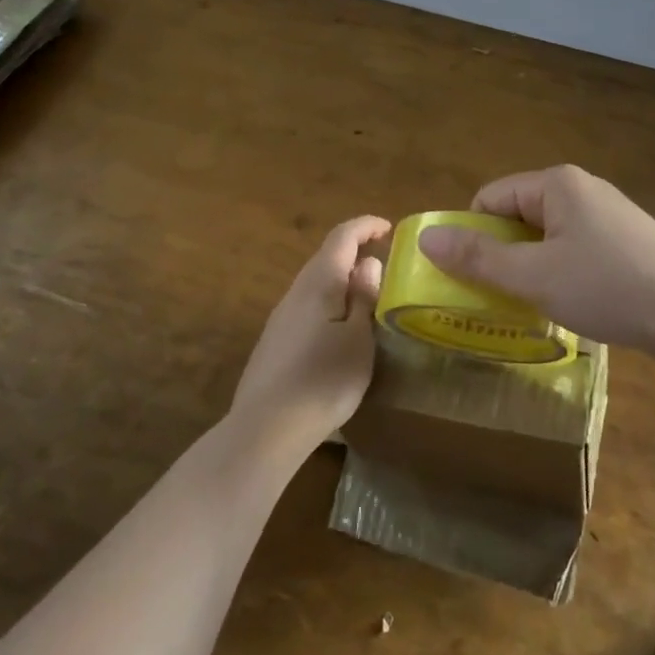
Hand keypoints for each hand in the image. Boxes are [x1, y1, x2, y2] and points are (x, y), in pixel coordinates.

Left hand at [230, 216, 390, 451]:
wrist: (266, 429)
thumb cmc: (323, 379)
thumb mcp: (358, 339)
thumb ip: (364, 298)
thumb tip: (368, 263)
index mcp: (319, 282)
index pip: (342, 237)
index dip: (365, 226)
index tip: (388, 229)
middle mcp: (296, 291)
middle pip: (326, 257)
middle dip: (355, 252)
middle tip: (385, 264)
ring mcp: (281, 317)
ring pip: (316, 284)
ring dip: (342, 280)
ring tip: (368, 297)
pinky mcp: (275, 342)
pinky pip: (308, 307)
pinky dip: (329, 303)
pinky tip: (340, 330)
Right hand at [417, 165, 654, 364]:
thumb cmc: (608, 287)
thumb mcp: (534, 277)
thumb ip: (478, 258)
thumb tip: (426, 238)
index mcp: (557, 183)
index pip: (490, 199)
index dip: (473, 237)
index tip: (473, 279)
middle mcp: (582, 188)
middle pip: (518, 214)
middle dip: (504, 254)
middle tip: (502, 297)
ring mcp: (608, 212)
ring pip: (547, 234)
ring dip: (532, 266)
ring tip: (539, 304)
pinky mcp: (627, 238)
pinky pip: (575, 246)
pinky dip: (562, 270)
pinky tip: (576, 301)